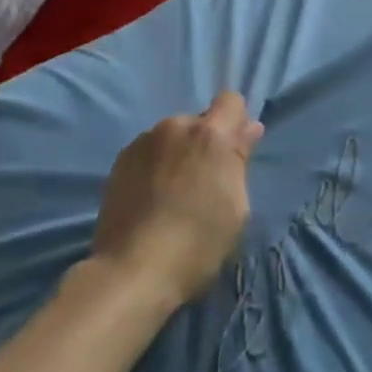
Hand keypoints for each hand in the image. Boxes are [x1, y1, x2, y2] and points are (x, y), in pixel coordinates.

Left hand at [90, 92, 263, 307]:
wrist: (132, 271)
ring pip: (172, 136)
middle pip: (199, 121)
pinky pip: (149, 151)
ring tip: (171, 194)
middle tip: (201, 182)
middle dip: (204, 143)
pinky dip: (154, 165)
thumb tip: (249, 129)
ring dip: (177, 153)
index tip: (233, 152)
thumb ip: (240, 161)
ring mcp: (145, 139)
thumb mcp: (236, 209)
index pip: (231, 101)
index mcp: (211, 134)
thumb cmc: (196, 245)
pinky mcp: (122, 157)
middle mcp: (177, 125)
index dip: (236, 122)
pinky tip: (150, 198)